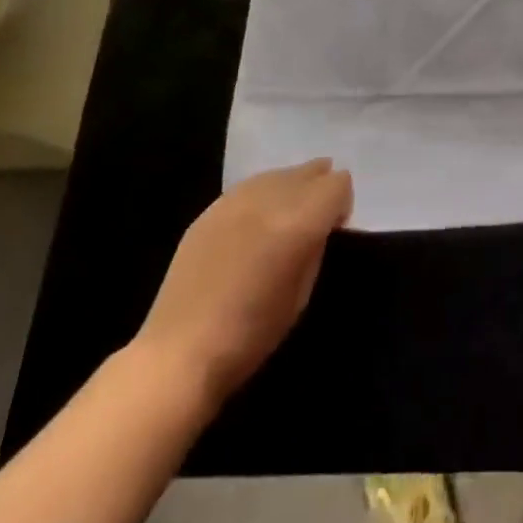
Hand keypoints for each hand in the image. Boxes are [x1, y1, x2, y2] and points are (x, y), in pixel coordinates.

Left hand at [130, 159, 352, 409]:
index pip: (338, 183)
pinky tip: (254, 225)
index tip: (335, 227)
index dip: (342, 203)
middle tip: (314, 221)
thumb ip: (316, 246)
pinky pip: (249, 186)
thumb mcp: (303, 293)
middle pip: (310, 171)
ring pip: (279, 173)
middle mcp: (270, 199)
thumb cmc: (252, 334)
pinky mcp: (210, 208)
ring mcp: (236, 199)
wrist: (181, 351)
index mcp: (299, 222)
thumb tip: (321, 224)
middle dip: (319, 189)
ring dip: (290, 189)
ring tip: (284, 220)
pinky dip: (262, 197)